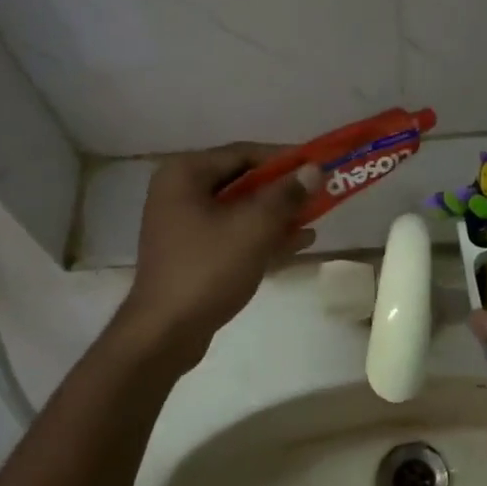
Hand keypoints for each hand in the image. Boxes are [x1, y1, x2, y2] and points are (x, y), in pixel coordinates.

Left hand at [119, 144, 317, 363]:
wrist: (166, 332)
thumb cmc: (208, 269)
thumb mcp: (254, 227)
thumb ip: (286, 195)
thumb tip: (314, 170)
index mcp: (185, 175)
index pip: (244, 153)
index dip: (285, 158)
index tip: (319, 166)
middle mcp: (180, 193)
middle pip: (243, 181)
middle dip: (283, 190)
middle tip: (320, 194)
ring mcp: (184, 225)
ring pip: (240, 210)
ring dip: (277, 215)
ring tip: (315, 220)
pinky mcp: (192, 254)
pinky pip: (233, 235)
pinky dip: (262, 237)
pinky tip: (297, 243)